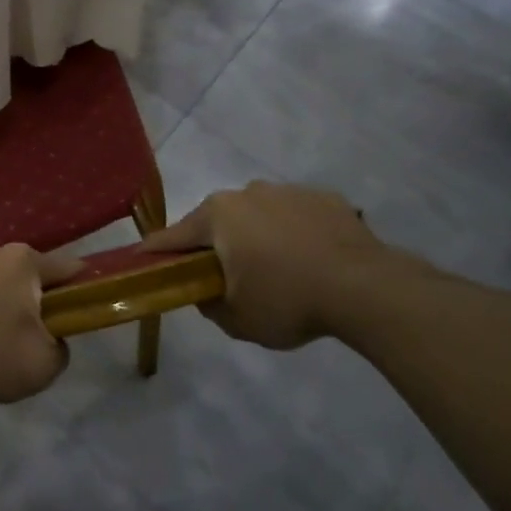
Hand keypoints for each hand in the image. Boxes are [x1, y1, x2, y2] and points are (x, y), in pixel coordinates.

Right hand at [141, 182, 416, 348]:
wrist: (365, 288)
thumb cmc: (288, 301)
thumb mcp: (237, 320)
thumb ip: (210, 305)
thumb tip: (206, 292)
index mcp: (218, 215)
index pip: (174, 236)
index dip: (157, 252)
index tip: (144, 261)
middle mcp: (247, 193)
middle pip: (218, 221)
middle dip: (217, 245)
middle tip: (226, 277)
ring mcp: (289, 191)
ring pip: (259, 215)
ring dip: (258, 236)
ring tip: (279, 271)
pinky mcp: (325, 198)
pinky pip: (297, 216)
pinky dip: (295, 234)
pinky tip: (311, 261)